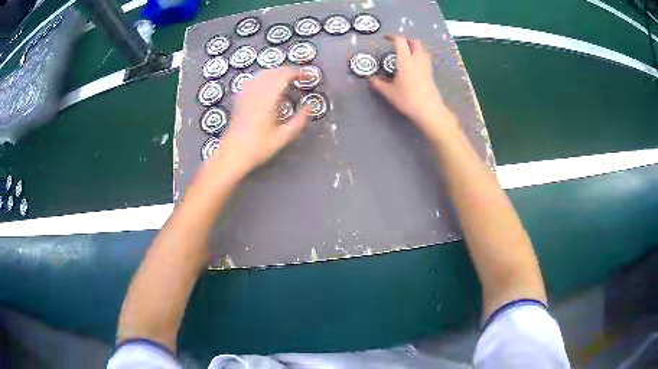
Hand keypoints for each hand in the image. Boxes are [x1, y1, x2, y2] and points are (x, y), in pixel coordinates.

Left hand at [209, 67, 309, 176]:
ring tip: (288, 80)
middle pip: (275, 71)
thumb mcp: (283, 137)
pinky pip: (254, 79)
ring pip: (264, 73)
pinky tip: (269, 85)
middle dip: (290, 71)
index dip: (299, 73)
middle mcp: (256, 92)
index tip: (309, 77)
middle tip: (301, 78)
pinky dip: (266, 77)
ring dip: (278, 73)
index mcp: (267, 99)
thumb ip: (299, 121)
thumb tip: (309, 107)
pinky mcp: (240, 97)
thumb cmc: (258, 148)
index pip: (285, 75)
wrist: (232, 154)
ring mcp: (246, 93)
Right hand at [370, 36, 455, 137]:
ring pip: (422, 49)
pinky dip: (419, 56)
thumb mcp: (389, 92)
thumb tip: (371, 79)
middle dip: (406, 40)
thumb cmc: (407, 99)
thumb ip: (378, 84)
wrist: (429, 110)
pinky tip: (413, 64)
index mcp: (405, 59)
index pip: (400, 41)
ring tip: (406, 53)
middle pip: (414, 42)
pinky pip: (425, 58)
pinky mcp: (431, 73)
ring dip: (414, 47)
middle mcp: (417, 59)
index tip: (386, 38)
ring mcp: (426, 66)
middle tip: (397, 44)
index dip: (392, 37)